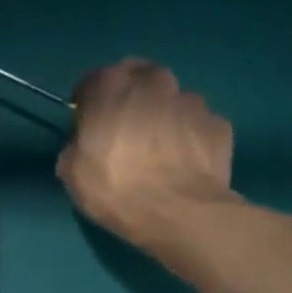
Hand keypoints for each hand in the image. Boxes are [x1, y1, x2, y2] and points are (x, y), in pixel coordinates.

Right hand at [57, 59, 237, 253]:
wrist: (179, 213)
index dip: (88, 102)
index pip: (93, 81)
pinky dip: (187, 136)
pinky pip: (196, 124)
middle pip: (138, 79)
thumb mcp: (72, 172)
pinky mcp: (219, 123)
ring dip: (162, 116)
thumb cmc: (115, 188)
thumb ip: (77, 145)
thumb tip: (86, 143)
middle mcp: (154, 82)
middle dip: (130, 97)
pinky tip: (181, 162)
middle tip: (124, 129)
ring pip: (171, 100)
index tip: (87, 124)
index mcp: (112, 87)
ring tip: (158, 150)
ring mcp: (192, 100)